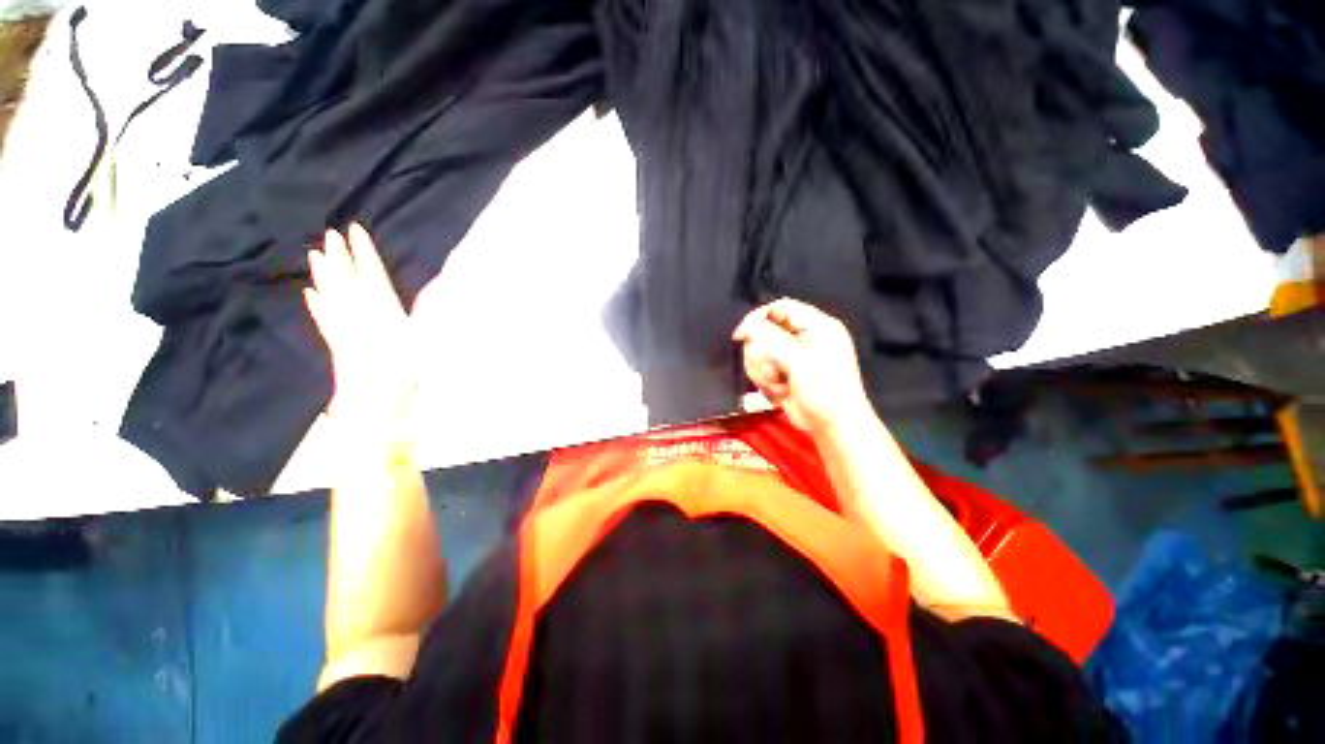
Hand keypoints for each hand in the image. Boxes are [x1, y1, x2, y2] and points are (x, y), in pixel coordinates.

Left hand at [304, 224, 416, 416]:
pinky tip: (310, 295)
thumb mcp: (429, 337)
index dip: (363, 252)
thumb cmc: (407, 370)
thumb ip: (434, 307)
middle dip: (339, 257)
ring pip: (330, 296)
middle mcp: (359, 314)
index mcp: (382, 309)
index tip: (355, 230)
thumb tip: (447, 281)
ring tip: (313, 256)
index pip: (371, 274)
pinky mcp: (338, 346)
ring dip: (323, 276)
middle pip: (345, 280)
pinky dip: (317, 306)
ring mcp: (345, 330)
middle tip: (329, 234)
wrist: (377, 403)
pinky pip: (324, 320)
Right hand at [732, 298, 875, 437]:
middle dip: (762, 355)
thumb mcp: (799, 361)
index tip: (741, 335)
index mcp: (817, 326)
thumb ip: (771, 339)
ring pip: (760, 352)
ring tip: (780, 385)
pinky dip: (766, 382)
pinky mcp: (785, 372)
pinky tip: (781, 392)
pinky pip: (762, 369)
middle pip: (764, 331)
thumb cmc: (825, 392)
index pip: (780, 307)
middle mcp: (804, 337)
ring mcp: (793, 356)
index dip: (758, 318)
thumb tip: (747, 326)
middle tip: (773, 372)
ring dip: (764, 372)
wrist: (833, 427)